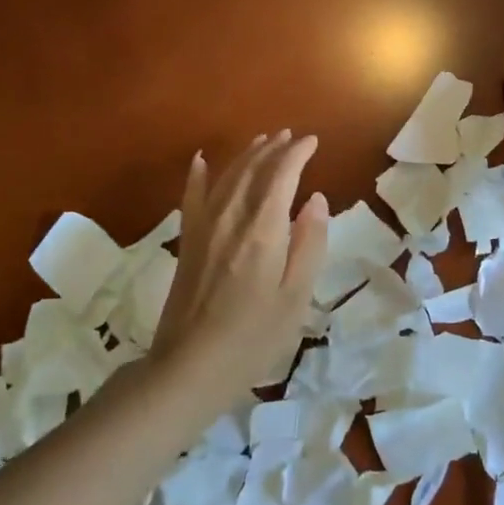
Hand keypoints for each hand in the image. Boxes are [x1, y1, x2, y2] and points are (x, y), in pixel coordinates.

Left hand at [151, 131, 328, 398]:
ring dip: (246, 155)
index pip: (282, 175)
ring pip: (227, 176)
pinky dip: (198, 175)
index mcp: (263, 230)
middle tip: (291, 136)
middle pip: (253, 169)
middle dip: (273, 148)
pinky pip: (191, 196)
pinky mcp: (187, 241)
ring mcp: (204, 227)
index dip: (297, 153)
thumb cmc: (253, 338)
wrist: (189, 367)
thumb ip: (309, 244)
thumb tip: (316, 199)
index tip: (312, 142)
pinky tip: (201, 159)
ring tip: (263, 141)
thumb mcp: (295, 297)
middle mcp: (231, 217)